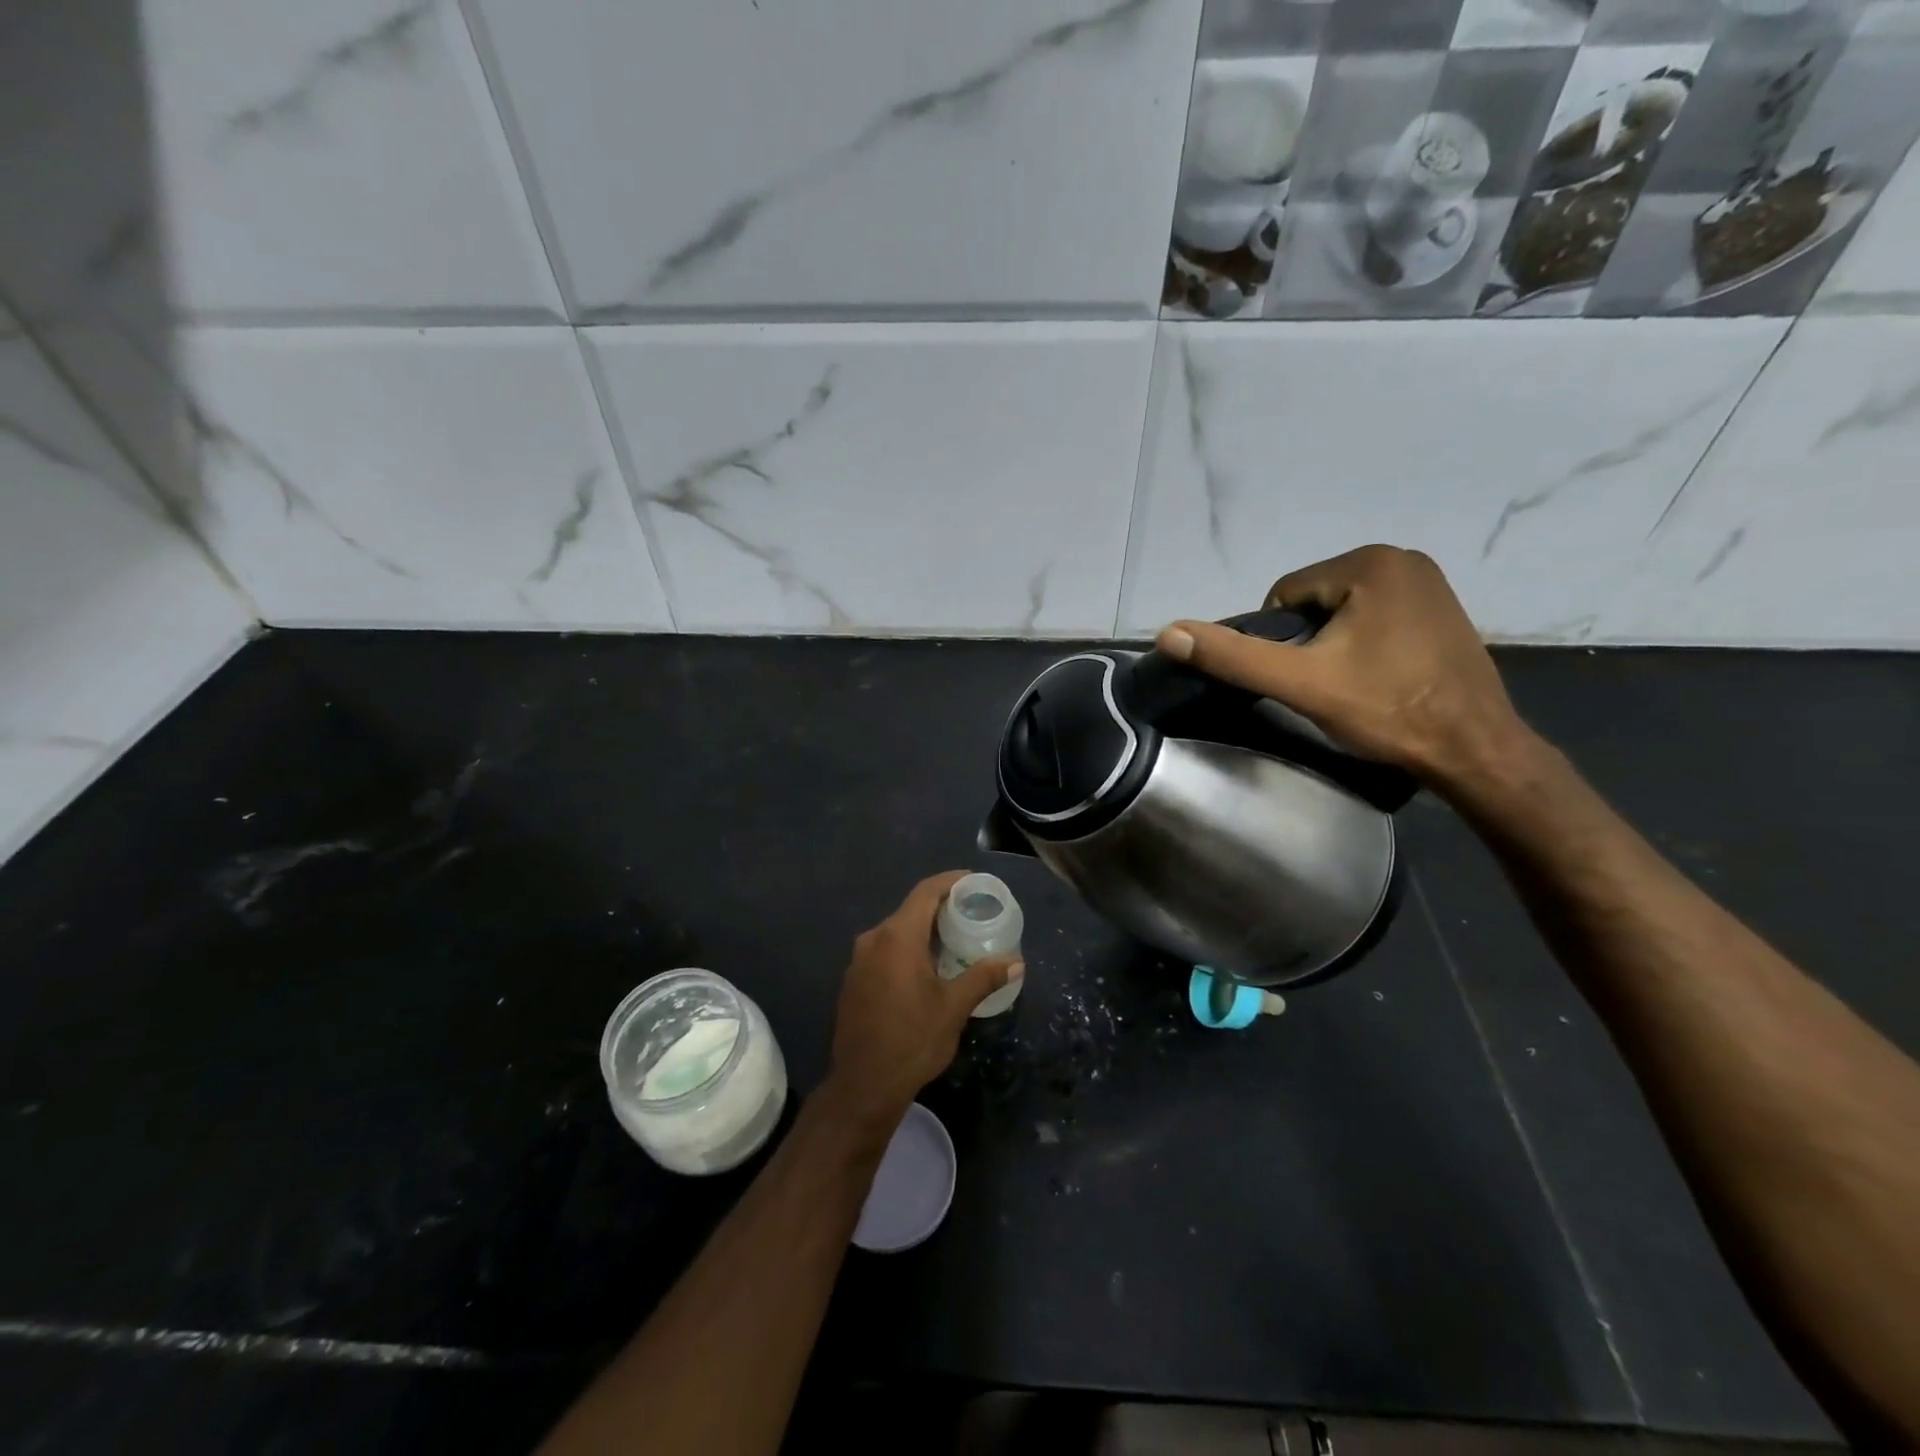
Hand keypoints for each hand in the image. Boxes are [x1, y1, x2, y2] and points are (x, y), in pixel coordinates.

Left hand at [822, 871, 1022, 1130]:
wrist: (863, 1085)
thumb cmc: (912, 1041)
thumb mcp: (954, 1008)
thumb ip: (983, 977)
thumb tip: (1016, 962)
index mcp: (897, 937)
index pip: (925, 892)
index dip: (950, 881)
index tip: (974, 882)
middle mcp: (873, 939)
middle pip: (910, 909)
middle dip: (941, 907)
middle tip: (972, 913)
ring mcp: (859, 960)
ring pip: (896, 931)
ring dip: (924, 930)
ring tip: (955, 940)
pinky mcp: (854, 980)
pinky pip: (884, 950)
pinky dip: (907, 948)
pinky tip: (927, 967)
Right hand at [1156, 545, 1533, 791]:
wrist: (1475, 749)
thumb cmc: (1386, 710)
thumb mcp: (1300, 683)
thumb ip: (1233, 656)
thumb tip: (1167, 632)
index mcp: (1369, 563)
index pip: (1284, 595)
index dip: (1277, 641)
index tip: (1299, 679)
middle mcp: (1402, 558)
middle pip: (1314, 601)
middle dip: (1306, 642)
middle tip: (1323, 687)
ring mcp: (1428, 582)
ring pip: (1342, 611)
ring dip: (1332, 644)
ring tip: (1350, 686)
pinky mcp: (1442, 608)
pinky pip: (1375, 616)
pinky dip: (1363, 643)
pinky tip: (1376, 678)